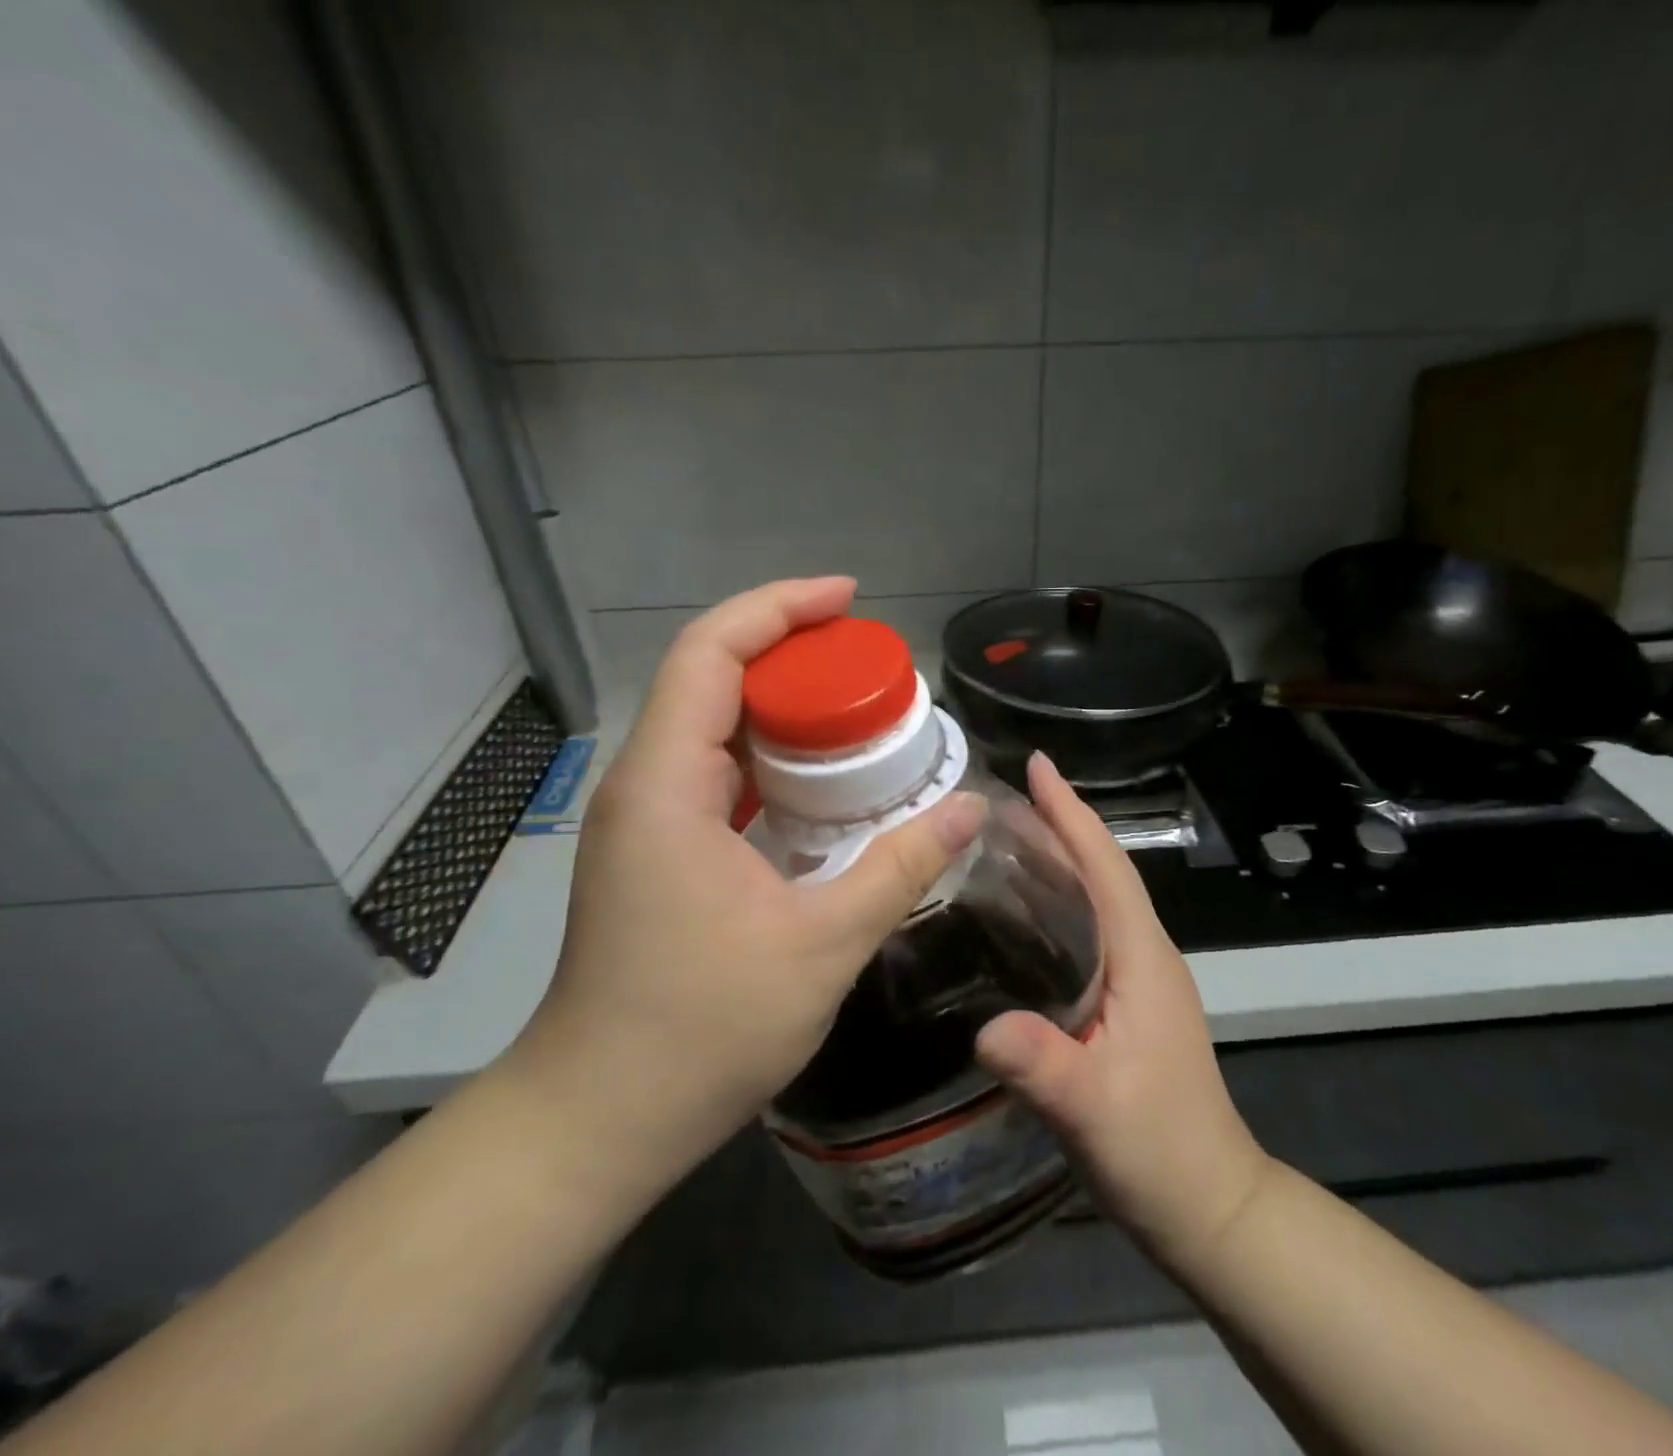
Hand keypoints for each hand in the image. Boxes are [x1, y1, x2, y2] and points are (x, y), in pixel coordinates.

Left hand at [501, 578, 985, 1220]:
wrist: (601, 1116)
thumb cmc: (702, 1031)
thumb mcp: (822, 945)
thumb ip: (900, 867)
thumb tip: (969, 809)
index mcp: (667, 785)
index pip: (709, 654)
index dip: (777, 610)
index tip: (847, 601)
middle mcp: (644, 785)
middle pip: (711, 679)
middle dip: (791, 654)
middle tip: (872, 665)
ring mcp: (645, 820)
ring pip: (713, 727)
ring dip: (781, 707)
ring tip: (858, 712)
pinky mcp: (655, 853)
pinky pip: (715, 774)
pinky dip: (770, 758)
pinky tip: (821, 782)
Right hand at [976, 753, 1267, 1273]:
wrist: (1207, 1204)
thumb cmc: (1159, 1150)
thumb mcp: (1095, 1111)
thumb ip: (1044, 1067)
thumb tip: (984, 1028)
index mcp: (1143, 958)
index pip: (1106, 868)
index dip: (1072, 813)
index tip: (1037, 765)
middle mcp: (1145, 955)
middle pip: (1101, 871)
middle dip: (1059, 824)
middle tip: (1001, 795)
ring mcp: (1138, 979)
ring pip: (1096, 898)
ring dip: (1059, 857)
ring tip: (1004, 835)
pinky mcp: (1125, 1003)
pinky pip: (1088, 929)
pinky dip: (1058, 901)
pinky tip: (1022, 912)